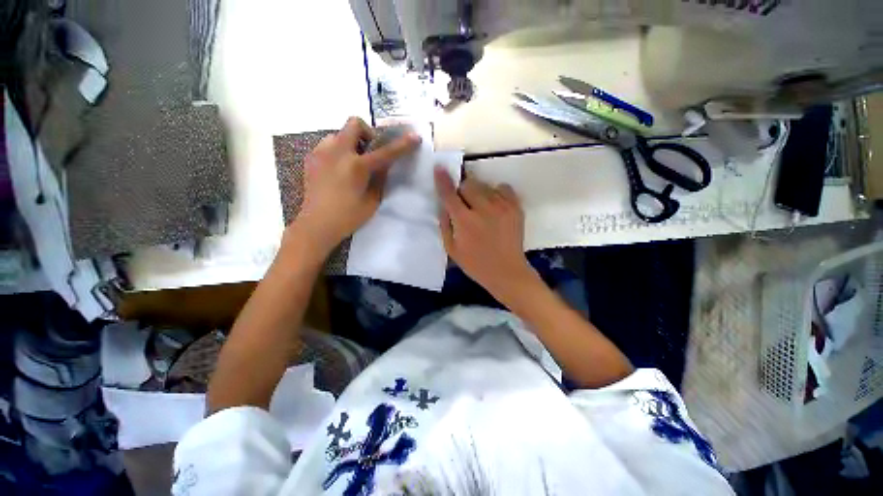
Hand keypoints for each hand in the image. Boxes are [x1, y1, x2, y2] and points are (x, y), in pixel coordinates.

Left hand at [291, 117, 419, 255]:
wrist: (317, 224)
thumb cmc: (348, 217)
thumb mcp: (372, 201)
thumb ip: (380, 179)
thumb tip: (385, 164)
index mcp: (357, 167)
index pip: (386, 152)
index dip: (403, 144)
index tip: (415, 137)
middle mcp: (338, 152)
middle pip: (354, 124)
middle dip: (367, 133)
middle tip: (370, 152)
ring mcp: (321, 153)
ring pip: (339, 134)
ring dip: (350, 143)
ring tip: (352, 163)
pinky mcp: (311, 158)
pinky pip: (328, 144)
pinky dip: (338, 151)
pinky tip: (338, 170)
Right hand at [434, 168, 537, 301]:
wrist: (507, 272)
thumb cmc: (476, 264)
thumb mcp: (452, 249)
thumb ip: (445, 224)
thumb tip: (444, 204)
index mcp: (465, 221)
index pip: (450, 194)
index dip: (443, 180)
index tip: (439, 168)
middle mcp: (483, 209)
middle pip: (468, 184)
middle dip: (463, 191)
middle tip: (465, 204)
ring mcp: (502, 206)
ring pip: (485, 185)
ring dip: (479, 193)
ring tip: (482, 209)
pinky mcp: (516, 207)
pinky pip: (503, 188)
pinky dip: (496, 193)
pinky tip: (495, 207)